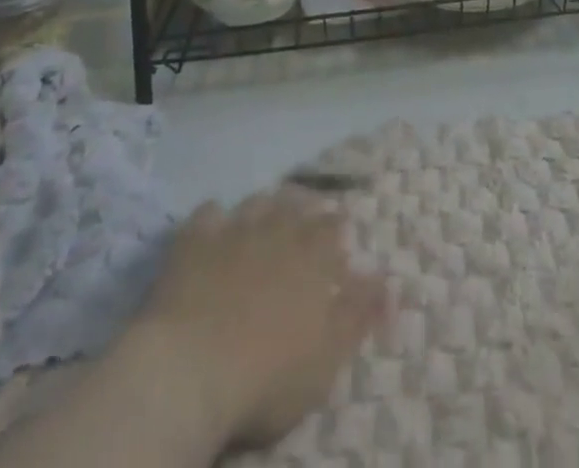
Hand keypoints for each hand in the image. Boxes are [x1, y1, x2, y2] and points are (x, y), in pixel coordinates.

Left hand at [139, 188, 387, 454]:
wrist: (189, 370)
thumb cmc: (266, 376)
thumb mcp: (326, 358)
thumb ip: (358, 316)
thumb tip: (389, 282)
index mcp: (314, 256)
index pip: (334, 228)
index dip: (337, 229)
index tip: (340, 231)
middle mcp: (279, 229)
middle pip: (298, 207)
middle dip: (305, 209)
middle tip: (306, 216)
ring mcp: (235, 229)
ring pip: (259, 202)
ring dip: (267, 207)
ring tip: (267, 216)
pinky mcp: (195, 239)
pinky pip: (209, 212)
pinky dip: (216, 217)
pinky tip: (215, 227)